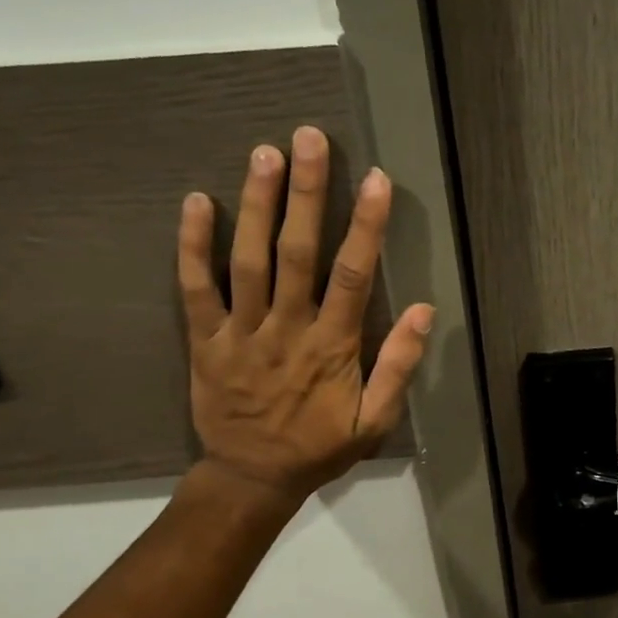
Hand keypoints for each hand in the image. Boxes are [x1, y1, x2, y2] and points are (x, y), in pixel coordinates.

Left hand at [176, 126, 433, 502]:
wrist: (251, 478)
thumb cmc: (320, 447)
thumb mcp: (375, 422)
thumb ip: (399, 367)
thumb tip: (425, 311)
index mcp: (333, 347)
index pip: (353, 276)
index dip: (366, 226)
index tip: (375, 180)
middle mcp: (287, 329)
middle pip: (298, 253)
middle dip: (306, 194)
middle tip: (309, 139)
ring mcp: (241, 332)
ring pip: (248, 260)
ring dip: (257, 205)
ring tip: (265, 153)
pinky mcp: (205, 339)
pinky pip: (195, 288)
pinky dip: (192, 245)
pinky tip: (196, 201)